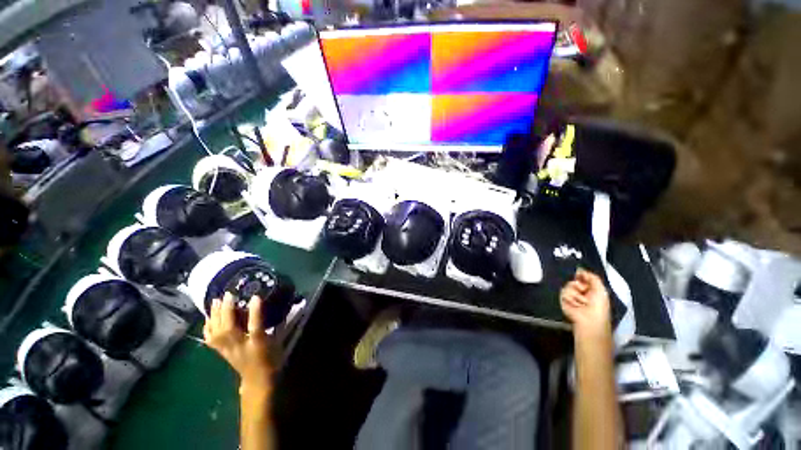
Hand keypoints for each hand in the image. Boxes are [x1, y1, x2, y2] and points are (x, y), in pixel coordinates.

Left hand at [204, 292, 272, 390]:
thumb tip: (284, 308)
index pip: (255, 325)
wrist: (257, 380)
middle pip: (228, 328)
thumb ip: (279, 324)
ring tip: (214, 302)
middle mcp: (239, 346)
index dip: (255, 311)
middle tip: (227, 294)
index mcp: (257, 343)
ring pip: (216, 332)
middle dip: (226, 310)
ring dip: (214, 316)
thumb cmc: (271, 359)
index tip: (255, 296)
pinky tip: (207, 319)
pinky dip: (207, 328)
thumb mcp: (278, 341)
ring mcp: (228, 350)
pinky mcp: (222, 352)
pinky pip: (210, 339)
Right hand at [560, 268, 611, 338]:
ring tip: (582, 302)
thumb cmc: (599, 305)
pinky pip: (563, 292)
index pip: (582, 277)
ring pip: (568, 285)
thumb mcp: (600, 289)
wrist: (590, 318)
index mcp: (590, 289)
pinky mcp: (563, 299)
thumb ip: (592, 277)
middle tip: (584, 290)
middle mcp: (580, 291)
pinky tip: (576, 305)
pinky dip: (571, 299)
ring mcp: (571, 295)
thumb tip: (580, 269)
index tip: (580, 274)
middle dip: (578, 285)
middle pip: (574, 280)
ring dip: (576, 294)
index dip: (581, 275)